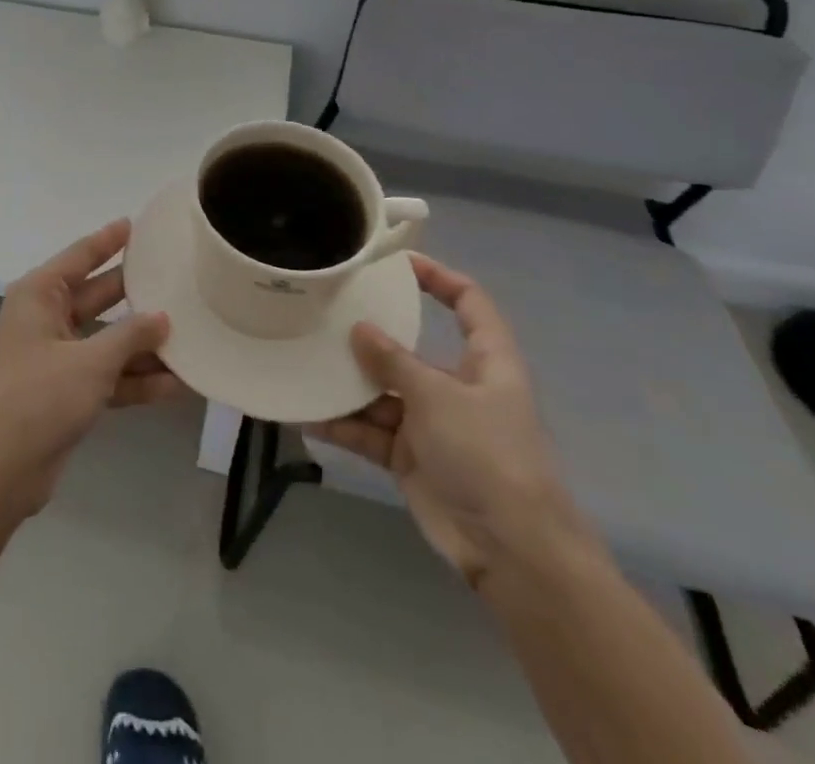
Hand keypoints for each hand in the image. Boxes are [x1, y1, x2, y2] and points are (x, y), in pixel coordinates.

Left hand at [0, 219, 185, 520]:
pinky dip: (135, 379)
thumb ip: (130, 336)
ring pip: (107, 339)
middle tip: (176, 279)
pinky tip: (176, 384)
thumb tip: (163, 317)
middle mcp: (46, 318)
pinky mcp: (66, 391)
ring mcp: (56, 356)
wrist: (0, 471)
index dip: (108, 240)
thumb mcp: (90, 362)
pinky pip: (107, 374)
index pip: (79, 257)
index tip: (135, 224)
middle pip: (98, 297)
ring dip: (143, 344)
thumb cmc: (38, 398)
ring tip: (190, 334)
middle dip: (136, 294)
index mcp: (39, 296)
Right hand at [307, 254, 592, 586]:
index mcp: (485, 363)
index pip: (470, 304)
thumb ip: (393, 361)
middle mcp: (458, 387)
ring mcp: (433, 424)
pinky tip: (307, 415)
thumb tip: (359, 329)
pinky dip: (343, 425)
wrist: (511, 551)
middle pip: (410, 349)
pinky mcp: (411, 457)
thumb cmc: (487, 455)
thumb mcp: (438, 397)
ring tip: (303, 362)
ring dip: (347, 385)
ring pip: (382, 392)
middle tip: (326, 313)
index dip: (440, 278)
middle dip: (371, 336)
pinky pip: (371, 432)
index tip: (399, 263)